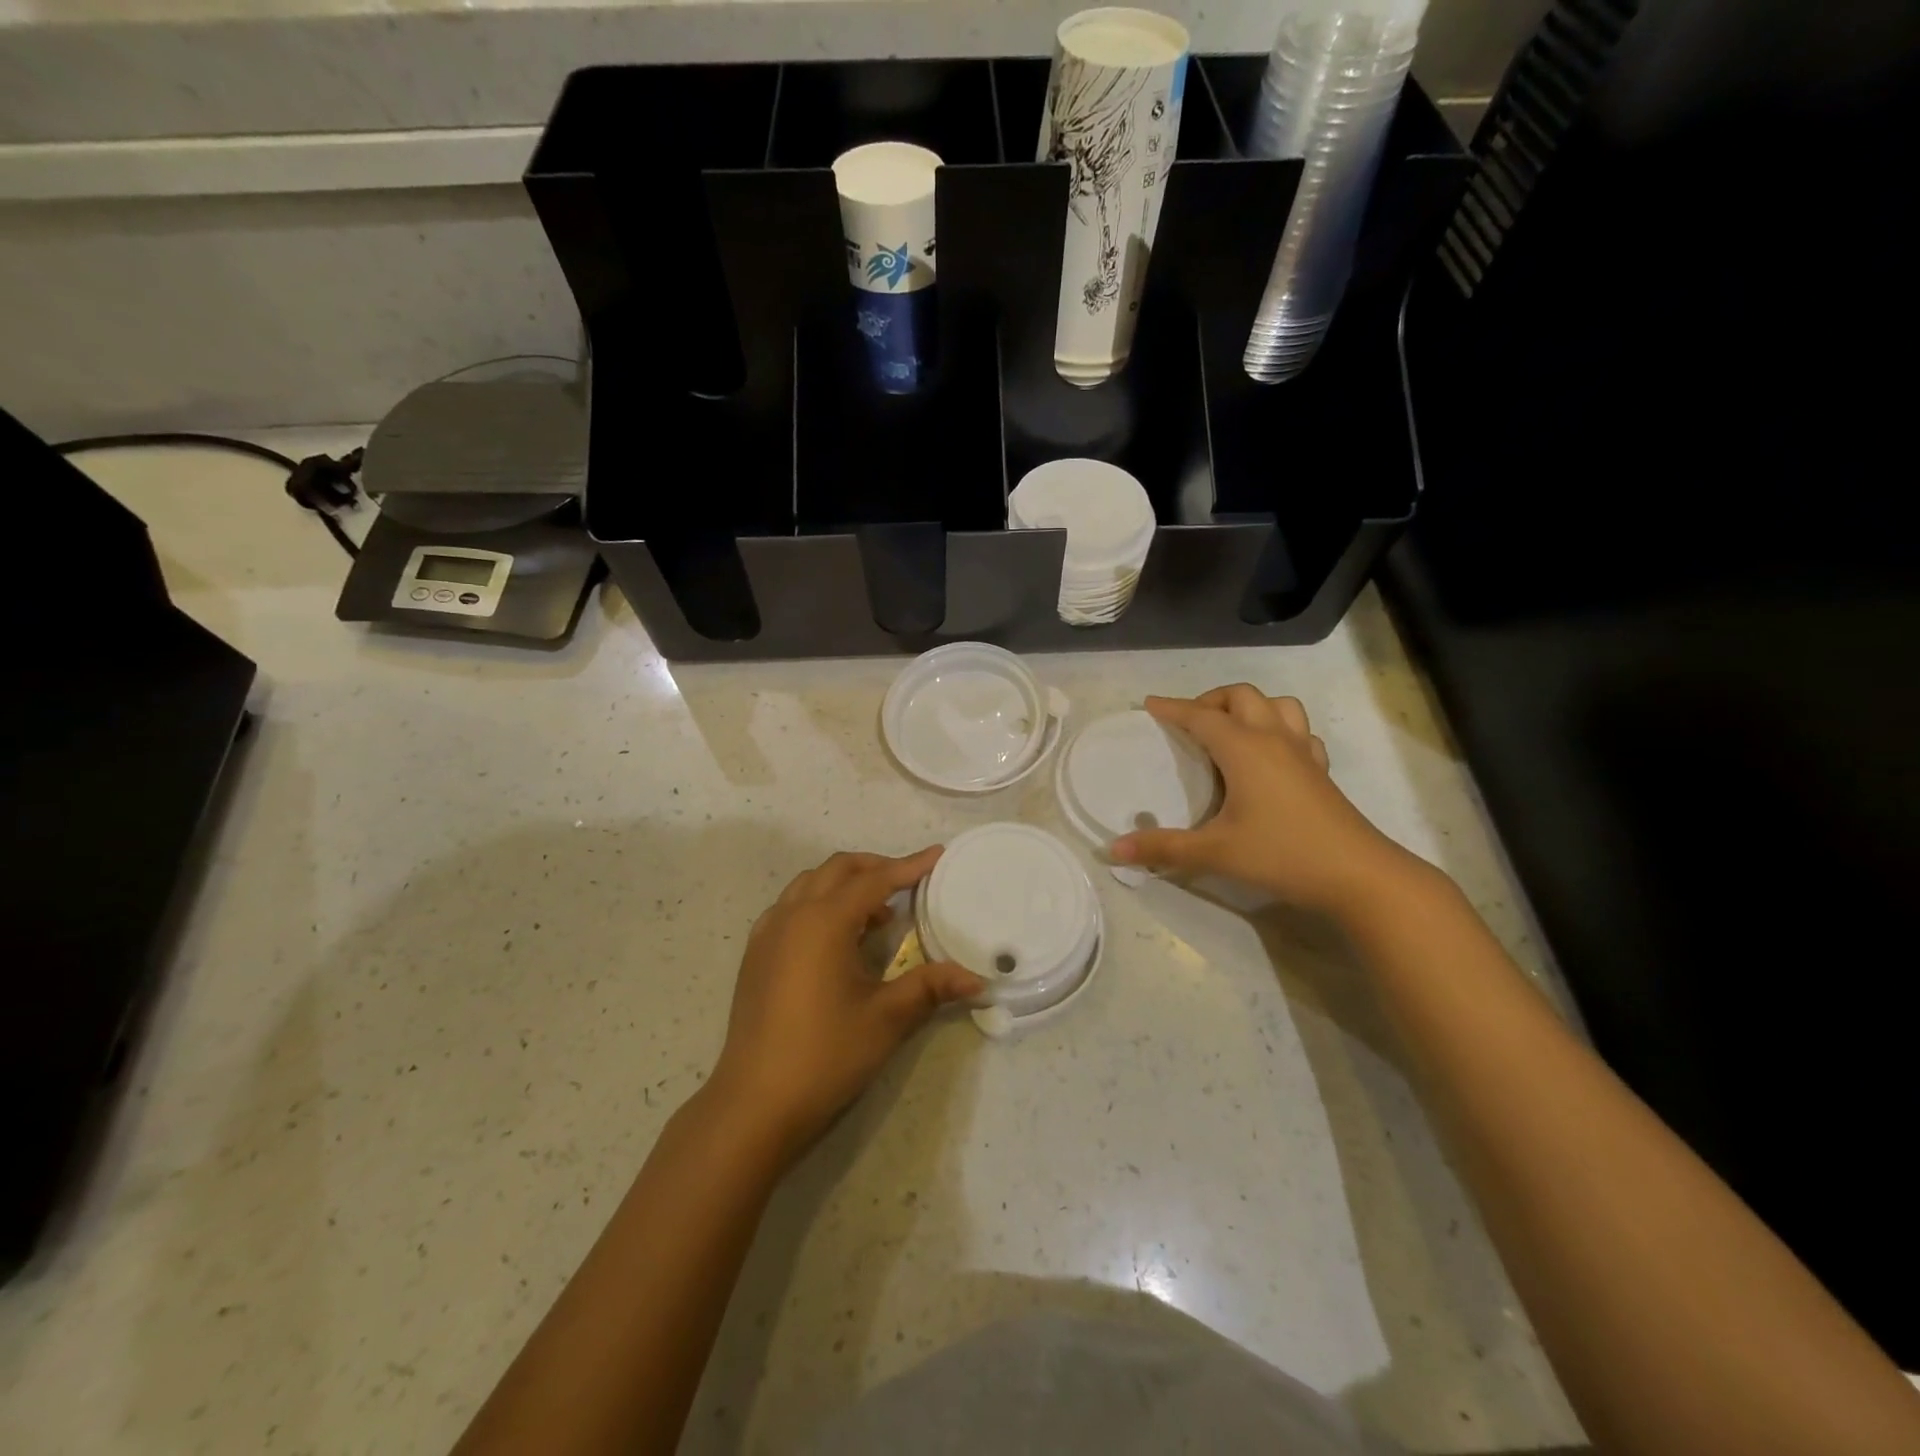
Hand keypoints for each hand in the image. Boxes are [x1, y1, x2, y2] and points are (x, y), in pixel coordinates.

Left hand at [708, 847, 984, 1161]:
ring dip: (845, 885)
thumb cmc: (825, 1055)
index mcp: (824, 921)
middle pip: (838, 870)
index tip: (937, 855)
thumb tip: (977, 979)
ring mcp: (768, 933)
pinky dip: (818, 903)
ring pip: (810, 885)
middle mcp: (792, 914)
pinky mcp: (755, 954)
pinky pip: (790, 907)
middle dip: (875, 868)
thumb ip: (930, 987)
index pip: (875, 880)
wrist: (755, 1103)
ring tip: (875, 914)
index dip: (909, 866)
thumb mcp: (886, 1019)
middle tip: (908, 884)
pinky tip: (835, 937)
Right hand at [1111, 687, 1419, 917]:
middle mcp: (1273, 740)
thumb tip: (1114, 850)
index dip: (1173, 708)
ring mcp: (1303, 753)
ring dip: (1250, 707)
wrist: (1357, 874)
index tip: (1149, 704)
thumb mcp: (1215, 852)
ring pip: (1278, 706)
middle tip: (1189, 723)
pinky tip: (1271, 755)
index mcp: (1244, 749)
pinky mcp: (1321, 772)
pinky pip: (1300, 733)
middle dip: (1211, 701)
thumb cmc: (1281, 854)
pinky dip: (1280, 730)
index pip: (1200, 717)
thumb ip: (1163, 848)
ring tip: (1230, 730)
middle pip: (1241, 697)